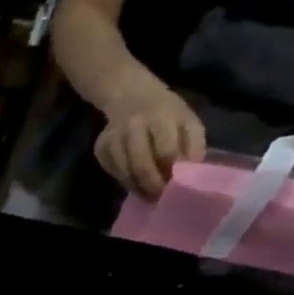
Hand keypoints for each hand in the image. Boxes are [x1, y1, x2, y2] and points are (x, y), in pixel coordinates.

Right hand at [92, 84, 206, 199]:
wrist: (130, 96)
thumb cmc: (167, 111)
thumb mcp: (188, 121)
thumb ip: (193, 145)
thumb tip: (191, 173)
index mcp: (161, 118)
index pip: (166, 151)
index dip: (172, 172)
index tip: (177, 187)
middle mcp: (133, 127)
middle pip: (141, 164)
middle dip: (152, 185)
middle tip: (159, 197)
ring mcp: (113, 138)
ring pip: (124, 171)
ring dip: (136, 187)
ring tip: (147, 195)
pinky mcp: (100, 147)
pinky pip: (112, 170)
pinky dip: (123, 179)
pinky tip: (133, 180)